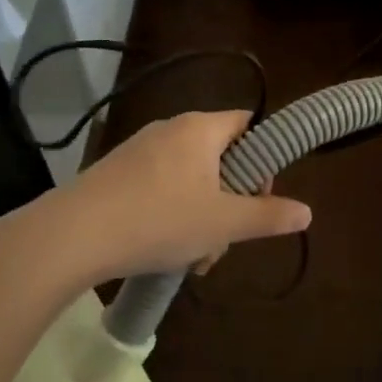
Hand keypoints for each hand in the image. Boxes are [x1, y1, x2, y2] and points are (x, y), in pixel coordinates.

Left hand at [56, 111, 311, 280]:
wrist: (73, 235)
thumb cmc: (159, 220)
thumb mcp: (222, 223)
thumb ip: (268, 216)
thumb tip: (308, 212)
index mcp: (200, 128)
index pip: (247, 124)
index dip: (262, 158)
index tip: (260, 197)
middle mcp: (170, 128)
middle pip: (220, 157)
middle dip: (230, 200)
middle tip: (225, 239)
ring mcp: (139, 149)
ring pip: (190, 178)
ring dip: (202, 215)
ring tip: (193, 257)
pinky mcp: (116, 172)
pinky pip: (160, 186)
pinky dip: (171, 213)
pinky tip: (162, 249)